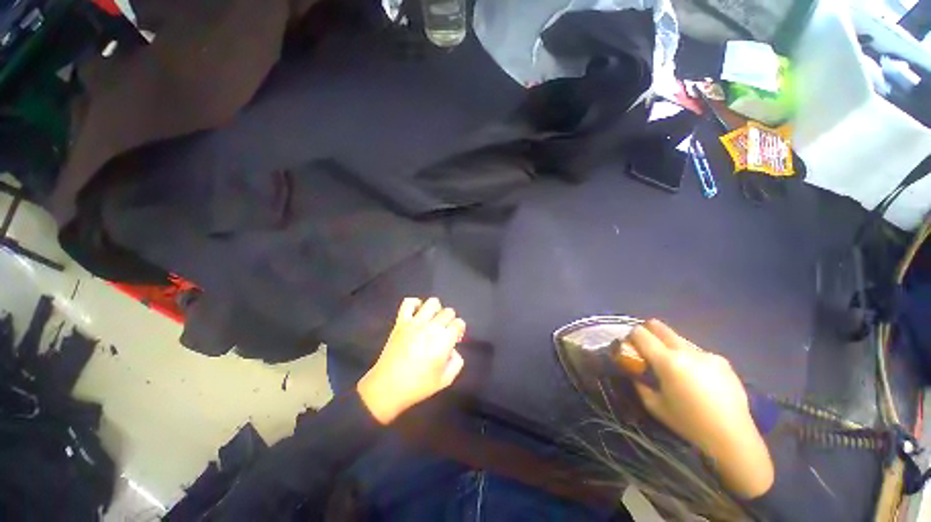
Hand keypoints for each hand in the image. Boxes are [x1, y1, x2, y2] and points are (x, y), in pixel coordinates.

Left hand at [357, 297, 465, 424]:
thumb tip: (453, 349)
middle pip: (448, 312)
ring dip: (436, 309)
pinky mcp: (401, 322)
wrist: (387, 387)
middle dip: (450, 320)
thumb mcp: (445, 380)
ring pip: (432, 303)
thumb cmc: (418, 386)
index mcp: (444, 340)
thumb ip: (456, 362)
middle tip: (444, 332)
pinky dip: (415, 304)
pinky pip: (409, 303)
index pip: (459, 323)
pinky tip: (417, 313)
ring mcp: (415, 322)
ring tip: (432, 320)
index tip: (455, 337)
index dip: (459, 329)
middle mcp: (432, 327)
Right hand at [624, 320, 773, 498]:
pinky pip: (698, 352)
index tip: (631, 346)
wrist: (733, 437)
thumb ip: (640, 384)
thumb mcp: (655, 406)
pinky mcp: (722, 361)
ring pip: (679, 339)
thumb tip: (635, 373)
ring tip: (675, 367)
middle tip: (646, 347)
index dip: (632, 336)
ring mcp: (707, 354)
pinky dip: (690, 358)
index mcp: (668, 361)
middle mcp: (687, 351)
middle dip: (649, 331)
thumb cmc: (689, 423)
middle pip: (660, 327)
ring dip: (670, 346)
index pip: (641, 334)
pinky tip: (697, 379)